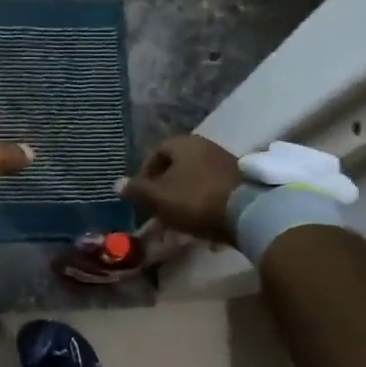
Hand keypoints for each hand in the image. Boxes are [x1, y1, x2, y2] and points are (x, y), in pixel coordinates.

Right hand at [120, 135, 242, 243]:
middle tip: (159, 210)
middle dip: (165, 189)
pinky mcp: (241, 181)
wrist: (248, 212)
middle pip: (177, 166)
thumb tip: (117, 183)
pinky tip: (202, 223)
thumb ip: (137, 190)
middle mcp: (205, 146)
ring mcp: (225, 162)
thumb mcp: (159, 198)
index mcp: (183, 144)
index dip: (145, 174)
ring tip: (179, 222)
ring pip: (195, 180)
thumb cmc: (196, 199)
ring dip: (184, 198)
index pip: (156, 153)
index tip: (142, 196)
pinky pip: (213, 190)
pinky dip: (203, 204)